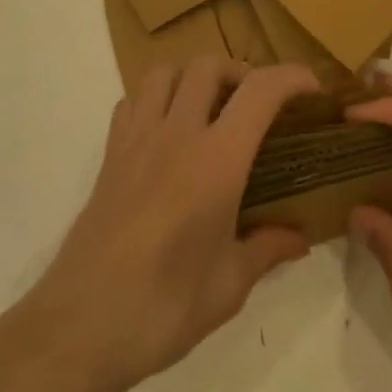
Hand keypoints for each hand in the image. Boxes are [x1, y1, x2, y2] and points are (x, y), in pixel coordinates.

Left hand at [13, 57, 317, 391]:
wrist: (80, 326)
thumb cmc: (164, 307)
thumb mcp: (229, 285)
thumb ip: (267, 249)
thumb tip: (299, 239)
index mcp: (216, 161)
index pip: (260, 92)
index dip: (291, 77)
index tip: (311, 89)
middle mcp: (177, 135)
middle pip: (208, 65)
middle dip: (240, 72)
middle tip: (255, 105)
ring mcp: (136, 140)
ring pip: (165, 71)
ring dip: (193, 76)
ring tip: (210, 108)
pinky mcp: (110, 155)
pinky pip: (132, 100)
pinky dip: (155, 98)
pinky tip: (167, 131)